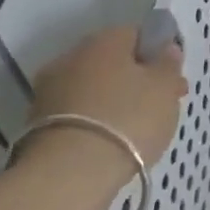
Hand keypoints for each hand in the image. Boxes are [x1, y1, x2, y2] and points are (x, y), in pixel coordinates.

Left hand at [29, 24, 187, 164]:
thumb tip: (166, 48)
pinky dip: (95, 122)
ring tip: (137, 129)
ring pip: (93, 89)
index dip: (158, 55)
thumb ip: (168, 63)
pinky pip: (78, 114)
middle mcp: (71, 57)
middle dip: (136, 80)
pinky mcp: (37, 125)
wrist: (69, 174)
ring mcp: (49, 91)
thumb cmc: (128, 118)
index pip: (136, 35)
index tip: (172, 79)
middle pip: (112, 62)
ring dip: (114, 101)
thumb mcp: (164, 87)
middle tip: (160, 105)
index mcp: (103, 40)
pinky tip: (112, 142)